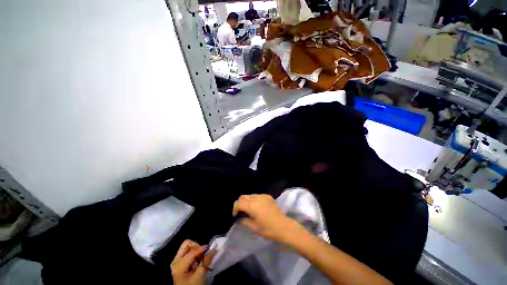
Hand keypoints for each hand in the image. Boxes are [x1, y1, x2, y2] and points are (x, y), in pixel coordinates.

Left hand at [171, 240, 215, 284]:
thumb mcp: (199, 276)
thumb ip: (206, 261)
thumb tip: (214, 249)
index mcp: (179, 265)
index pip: (192, 251)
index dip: (202, 248)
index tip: (210, 249)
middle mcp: (175, 261)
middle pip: (187, 244)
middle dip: (196, 246)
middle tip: (203, 253)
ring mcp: (176, 262)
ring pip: (187, 247)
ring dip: (195, 250)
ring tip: (200, 257)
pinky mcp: (179, 263)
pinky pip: (186, 251)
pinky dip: (193, 253)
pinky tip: (197, 260)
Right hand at [232, 194, 298, 242]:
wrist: (283, 226)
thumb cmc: (268, 229)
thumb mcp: (253, 227)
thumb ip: (244, 220)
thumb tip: (238, 218)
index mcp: (252, 206)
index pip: (239, 202)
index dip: (235, 208)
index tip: (236, 215)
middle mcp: (256, 198)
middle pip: (243, 196)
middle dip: (240, 203)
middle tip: (241, 212)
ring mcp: (263, 196)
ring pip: (250, 195)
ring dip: (247, 201)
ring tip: (250, 210)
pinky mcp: (268, 196)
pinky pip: (257, 196)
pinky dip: (254, 200)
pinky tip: (258, 207)